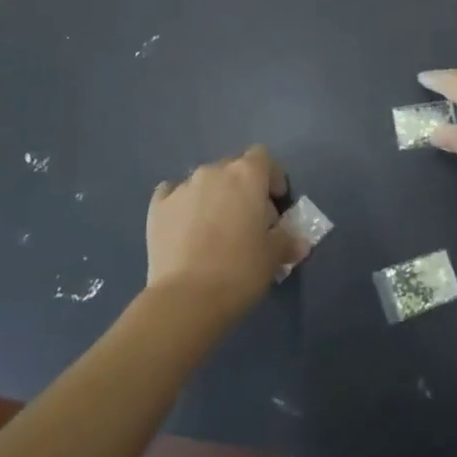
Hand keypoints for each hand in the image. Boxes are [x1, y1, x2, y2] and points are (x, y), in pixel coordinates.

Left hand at [145, 145, 305, 321]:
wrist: (185, 299)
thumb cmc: (239, 271)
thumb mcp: (273, 257)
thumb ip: (287, 241)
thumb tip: (298, 242)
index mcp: (246, 175)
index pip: (263, 157)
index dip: (271, 177)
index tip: (276, 203)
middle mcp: (213, 171)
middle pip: (233, 168)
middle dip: (242, 189)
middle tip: (247, 222)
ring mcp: (182, 187)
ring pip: (204, 182)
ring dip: (213, 197)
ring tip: (214, 231)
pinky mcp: (157, 206)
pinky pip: (173, 195)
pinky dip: (182, 206)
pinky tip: (184, 228)